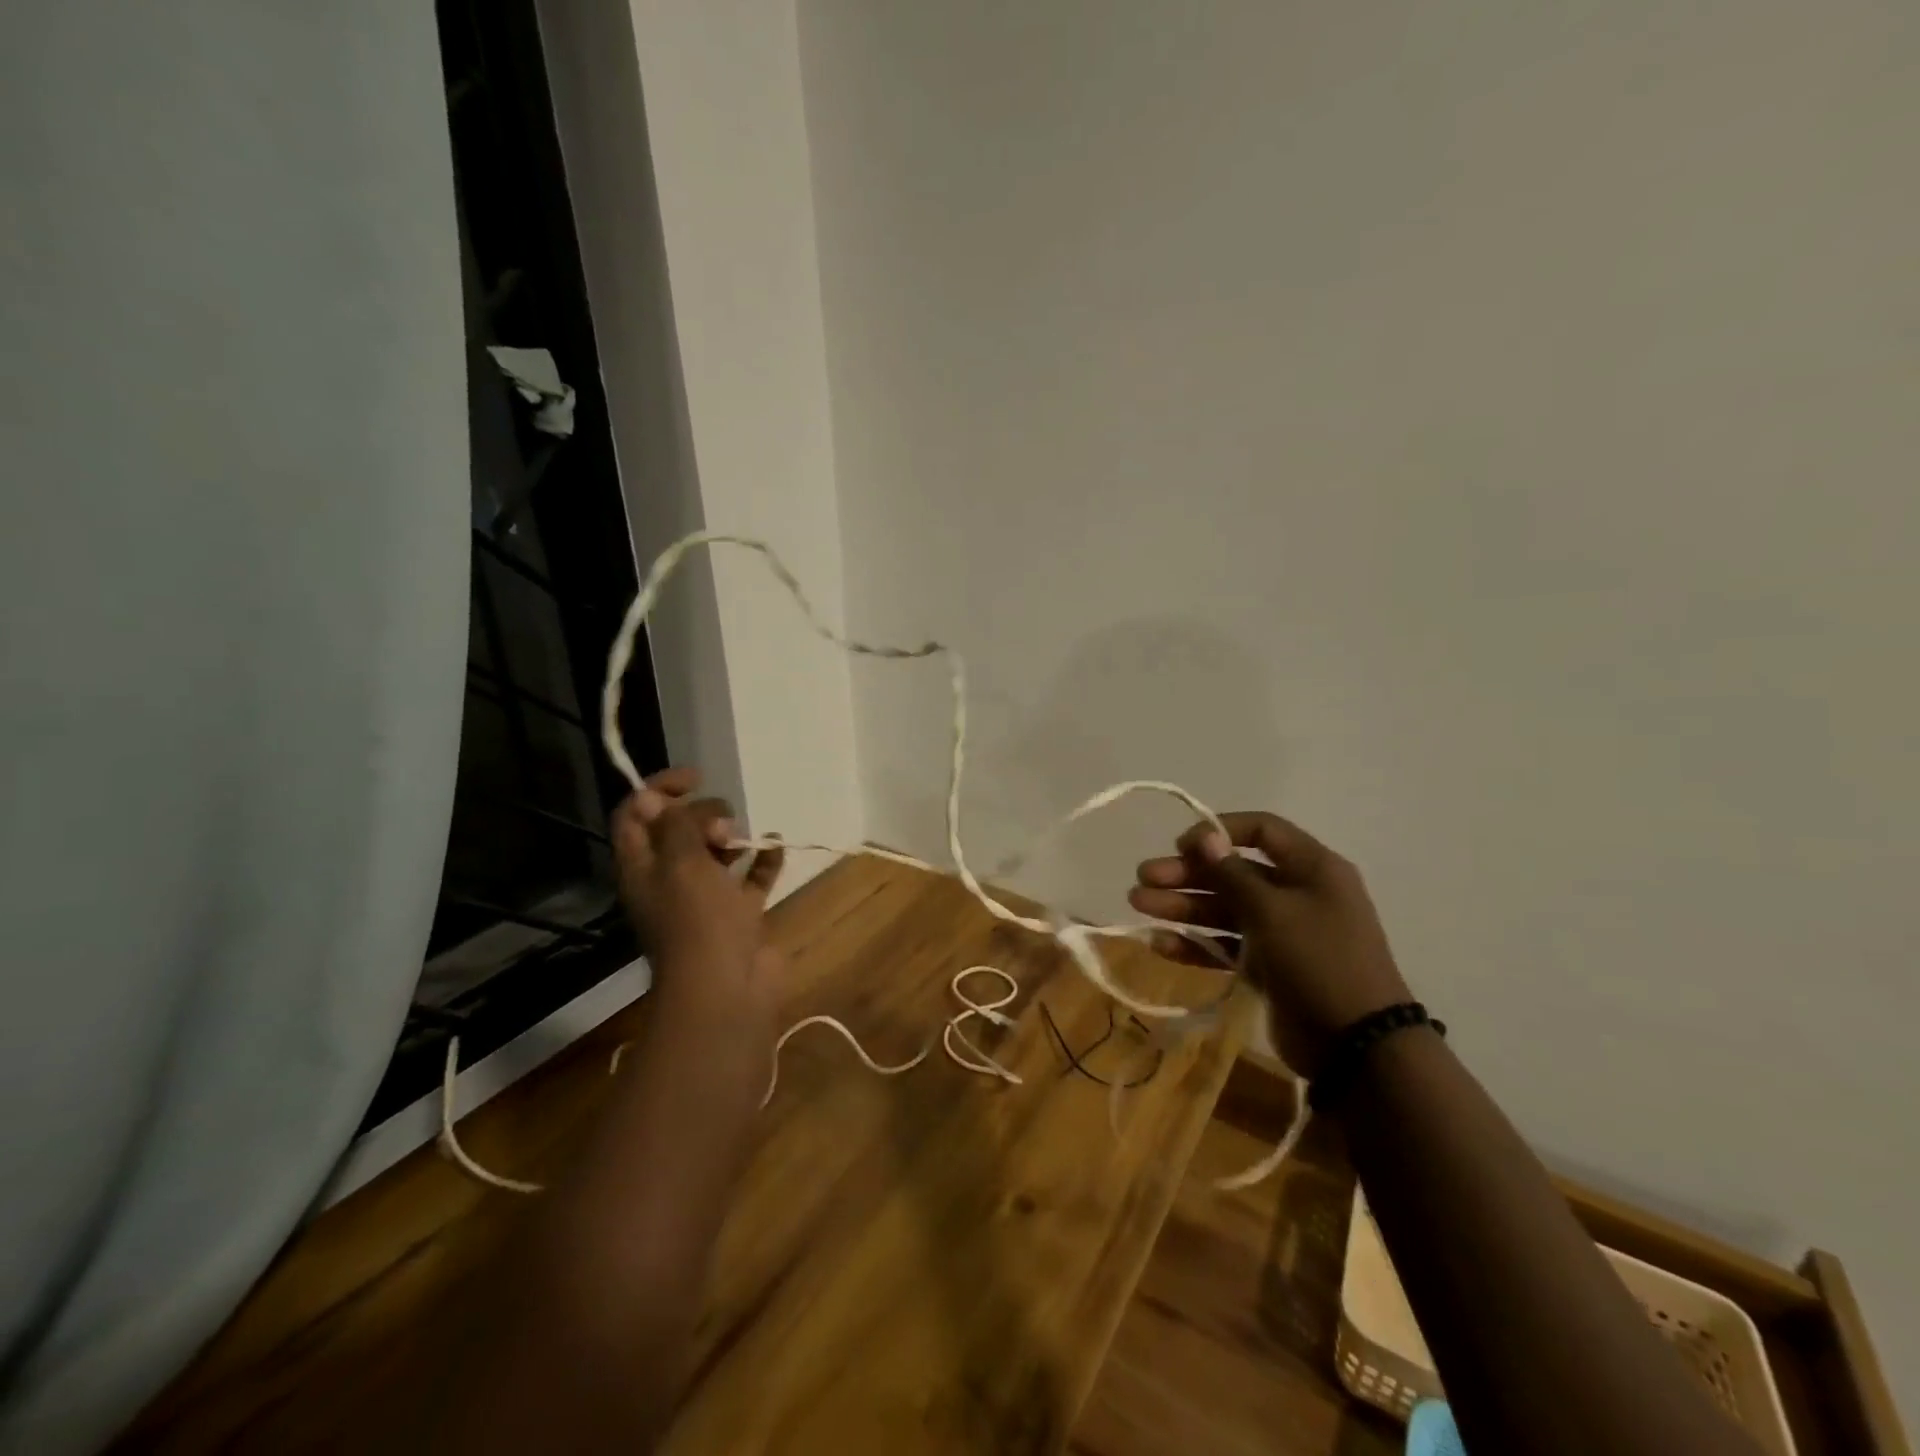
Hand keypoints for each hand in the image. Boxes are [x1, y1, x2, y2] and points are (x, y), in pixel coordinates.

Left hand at [612, 767, 786, 1035]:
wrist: (726, 990)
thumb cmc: (698, 922)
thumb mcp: (682, 863)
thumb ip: (677, 825)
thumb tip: (667, 800)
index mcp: (642, 869)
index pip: (635, 815)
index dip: (658, 789)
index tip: (695, 777)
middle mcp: (669, 881)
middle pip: (677, 831)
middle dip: (701, 814)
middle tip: (722, 824)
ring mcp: (705, 900)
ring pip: (714, 854)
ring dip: (731, 836)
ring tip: (746, 836)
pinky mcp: (738, 915)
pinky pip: (750, 879)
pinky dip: (762, 860)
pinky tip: (776, 845)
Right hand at [1129, 811, 1411, 1076]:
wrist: (1357, 1047)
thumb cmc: (1319, 960)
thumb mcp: (1273, 911)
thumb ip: (1232, 873)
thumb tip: (1205, 836)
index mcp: (1311, 868)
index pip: (1262, 830)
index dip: (1219, 832)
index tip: (1181, 845)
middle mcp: (1296, 894)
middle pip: (1233, 872)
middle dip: (1186, 874)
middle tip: (1143, 878)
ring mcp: (1282, 932)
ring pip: (1224, 909)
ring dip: (1182, 906)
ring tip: (1138, 905)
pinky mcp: (1269, 967)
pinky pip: (1227, 946)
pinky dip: (1196, 944)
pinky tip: (1159, 944)